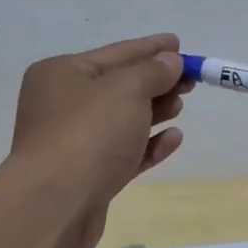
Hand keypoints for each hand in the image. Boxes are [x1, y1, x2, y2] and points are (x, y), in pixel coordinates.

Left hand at [10, 33, 191, 247]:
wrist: (56, 203)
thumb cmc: (89, 133)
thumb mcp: (126, 90)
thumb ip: (153, 71)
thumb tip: (170, 62)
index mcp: (61, 73)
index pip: (115, 53)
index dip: (150, 48)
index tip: (179, 43)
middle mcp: (62, 104)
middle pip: (118, 86)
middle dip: (155, 82)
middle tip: (190, 80)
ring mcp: (73, 142)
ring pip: (121, 120)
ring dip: (153, 111)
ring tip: (181, 105)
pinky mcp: (88, 176)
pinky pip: (123, 153)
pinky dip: (148, 144)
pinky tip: (174, 139)